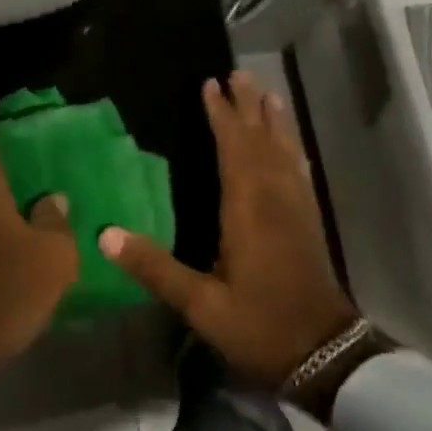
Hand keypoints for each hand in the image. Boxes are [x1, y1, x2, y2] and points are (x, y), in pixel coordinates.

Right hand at [100, 71, 356, 386]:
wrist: (327, 357)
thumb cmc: (260, 326)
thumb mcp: (200, 305)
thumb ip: (155, 268)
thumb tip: (105, 235)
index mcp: (248, 209)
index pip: (234, 149)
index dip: (222, 116)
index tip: (210, 84)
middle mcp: (274, 199)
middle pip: (260, 141)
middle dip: (248, 106)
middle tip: (238, 73)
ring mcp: (296, 209)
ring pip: (284, 152)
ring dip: (274, 121)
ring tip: (268, 93)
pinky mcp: (309, 222)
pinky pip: (299, 172)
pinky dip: (292, 150)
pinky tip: (292, 146)